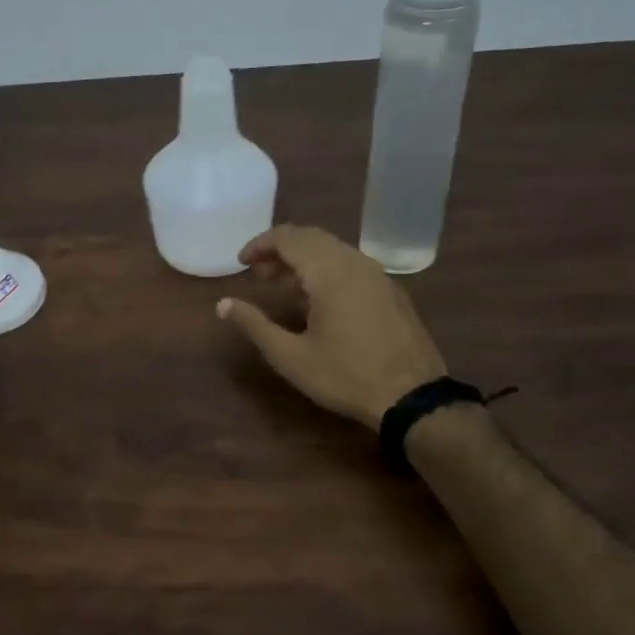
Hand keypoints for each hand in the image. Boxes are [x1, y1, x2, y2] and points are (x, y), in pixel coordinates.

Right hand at [218, 225, 446, 429]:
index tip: (241, 263)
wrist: (412, 397)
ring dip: (303, 259)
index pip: (288, 237)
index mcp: (329, 272)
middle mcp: (355, 262)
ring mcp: (377, 275)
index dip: (260, 245)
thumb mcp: (290, 356)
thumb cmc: (345, 376)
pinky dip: (326, 268)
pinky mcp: (391, 290)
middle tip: (259, 274)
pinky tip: (318, 299)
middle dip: (280, 249)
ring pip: (333, 249)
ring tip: (283, 285)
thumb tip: (223, 304)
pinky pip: (351, 264)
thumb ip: (254, 324)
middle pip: (311, 237)